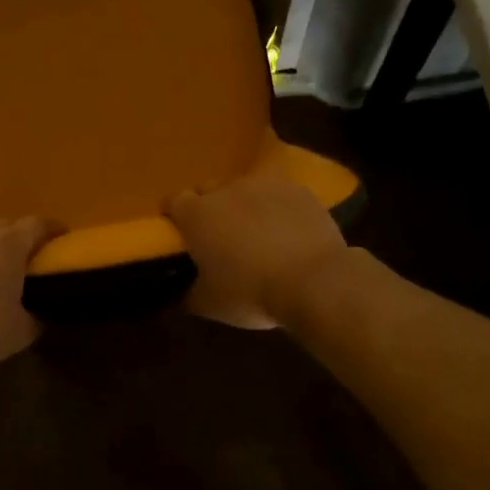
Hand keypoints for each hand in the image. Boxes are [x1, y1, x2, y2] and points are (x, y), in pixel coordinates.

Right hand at [168, 176, 348, 328]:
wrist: (315, 282)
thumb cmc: (252, 293)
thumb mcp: (210, 304)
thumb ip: (189, 292)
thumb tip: (182, 291)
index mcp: (197, 215)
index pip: (174, 202)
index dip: (176, 217)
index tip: (183, 235)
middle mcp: (226, 189)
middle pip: (209, 190)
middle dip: (210, 208)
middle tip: (220, 237)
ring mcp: (264, 185)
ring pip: (245, 189)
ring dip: (245, 205)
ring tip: (258, 233)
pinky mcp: (297, 190)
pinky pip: (279, 194)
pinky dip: (278, 208)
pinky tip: (288, 231)